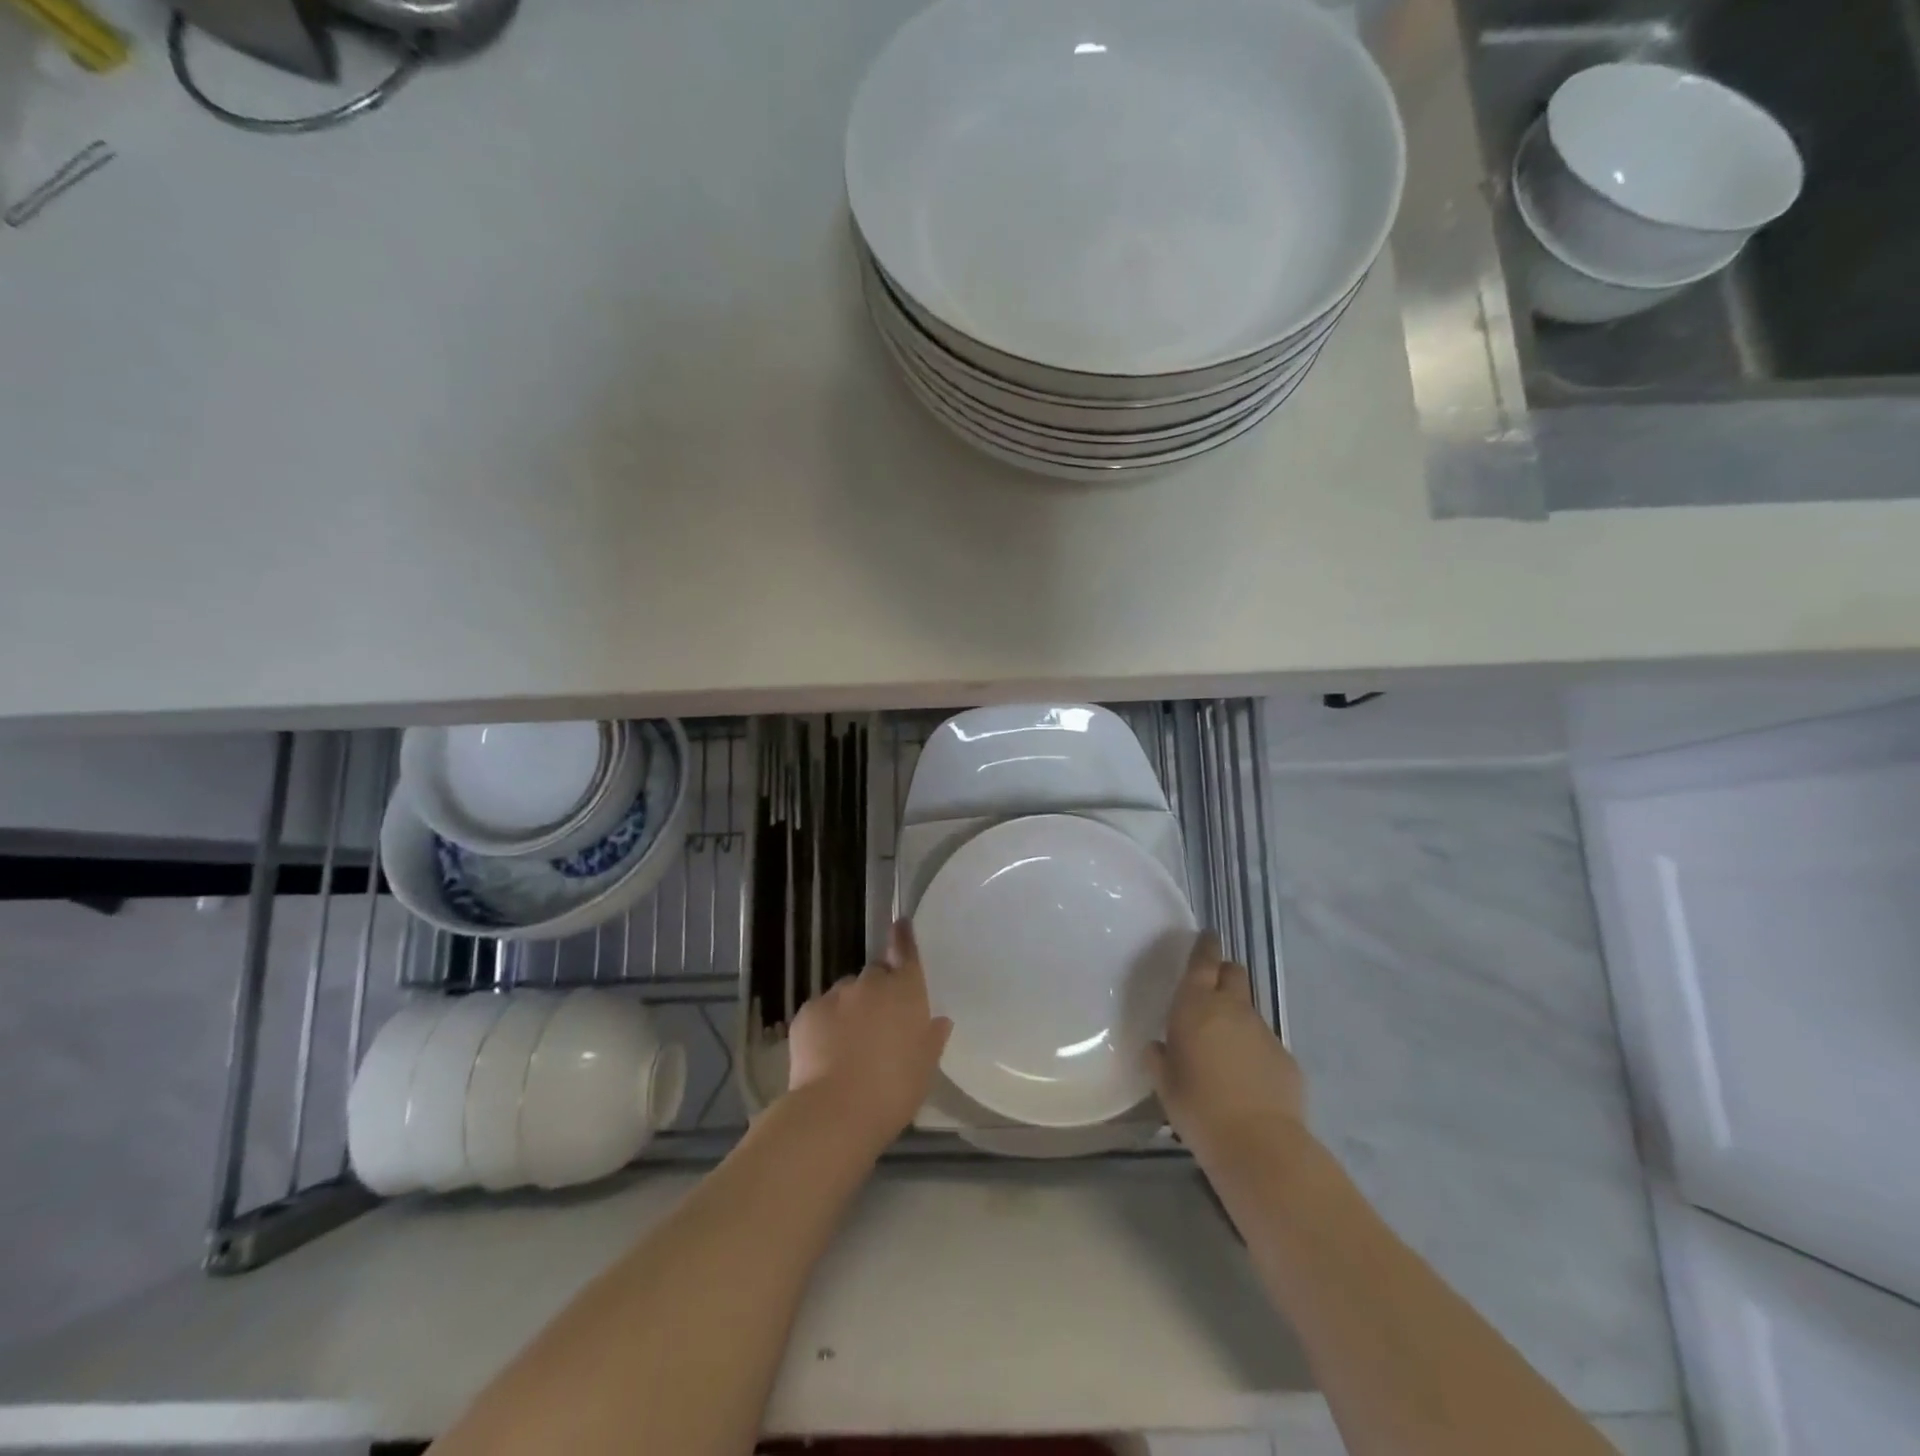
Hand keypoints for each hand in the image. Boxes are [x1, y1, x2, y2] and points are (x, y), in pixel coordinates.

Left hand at [787, 920, 952, 1150]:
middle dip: (877, 992)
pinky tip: (825, 1053)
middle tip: (879, 1024)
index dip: (903, 938)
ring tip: (848, 1045)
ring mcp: (835, 995)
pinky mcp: (806, 1012)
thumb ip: (932, 1037)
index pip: (905, 952)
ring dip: (850, 1009)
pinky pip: (821, 1011)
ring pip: (846, 993)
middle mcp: (871, 983)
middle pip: (875, 975)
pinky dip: (825, 1025)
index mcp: (905, 991)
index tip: (900, 924)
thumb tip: (938, 1020)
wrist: (836, 1110)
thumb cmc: (894, 1089)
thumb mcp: (926, 1066)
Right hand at [1148, 932, 1305, 1160]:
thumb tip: (1157, 1047)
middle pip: (1233, 973)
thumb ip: (1159, 1058)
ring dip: (1236, 1015)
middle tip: (1210, 989)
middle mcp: (1232, 1009)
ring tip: (1223, 1044)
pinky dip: (1252, 1048)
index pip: (1203, 961)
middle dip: (1223, 973)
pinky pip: (1264, 1041)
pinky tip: (1245, 1077)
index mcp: (1196, 1006)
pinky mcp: (1285, 1057)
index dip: (1205, 946)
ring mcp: (1263, 1031)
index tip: (1207, 936)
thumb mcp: (1165, 1083)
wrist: (1260, 1145)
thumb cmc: (1199, 1108)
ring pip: (1248, 1008)